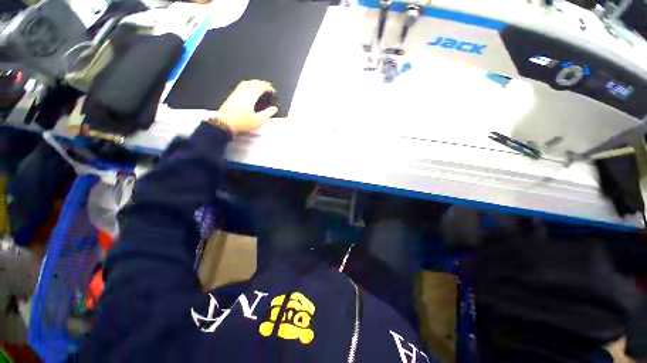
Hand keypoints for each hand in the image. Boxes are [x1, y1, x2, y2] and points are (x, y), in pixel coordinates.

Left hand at [214, 80, 278, 134]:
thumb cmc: (242, 124)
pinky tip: (248, 87)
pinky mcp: (232, 96)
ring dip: (254, 82)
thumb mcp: (258, 121)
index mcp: (250, 98)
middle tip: (268, 85)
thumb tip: (274, 109)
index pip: (260, 88)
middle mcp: (243, 93)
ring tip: (260, 84)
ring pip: (246, 83)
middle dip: (262, 83)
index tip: (273, 90)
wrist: (225, 124)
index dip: (267, 87)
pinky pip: (241, 86)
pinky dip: (248, 84)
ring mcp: (236, 93)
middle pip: (253, 83)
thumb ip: (267, 114)